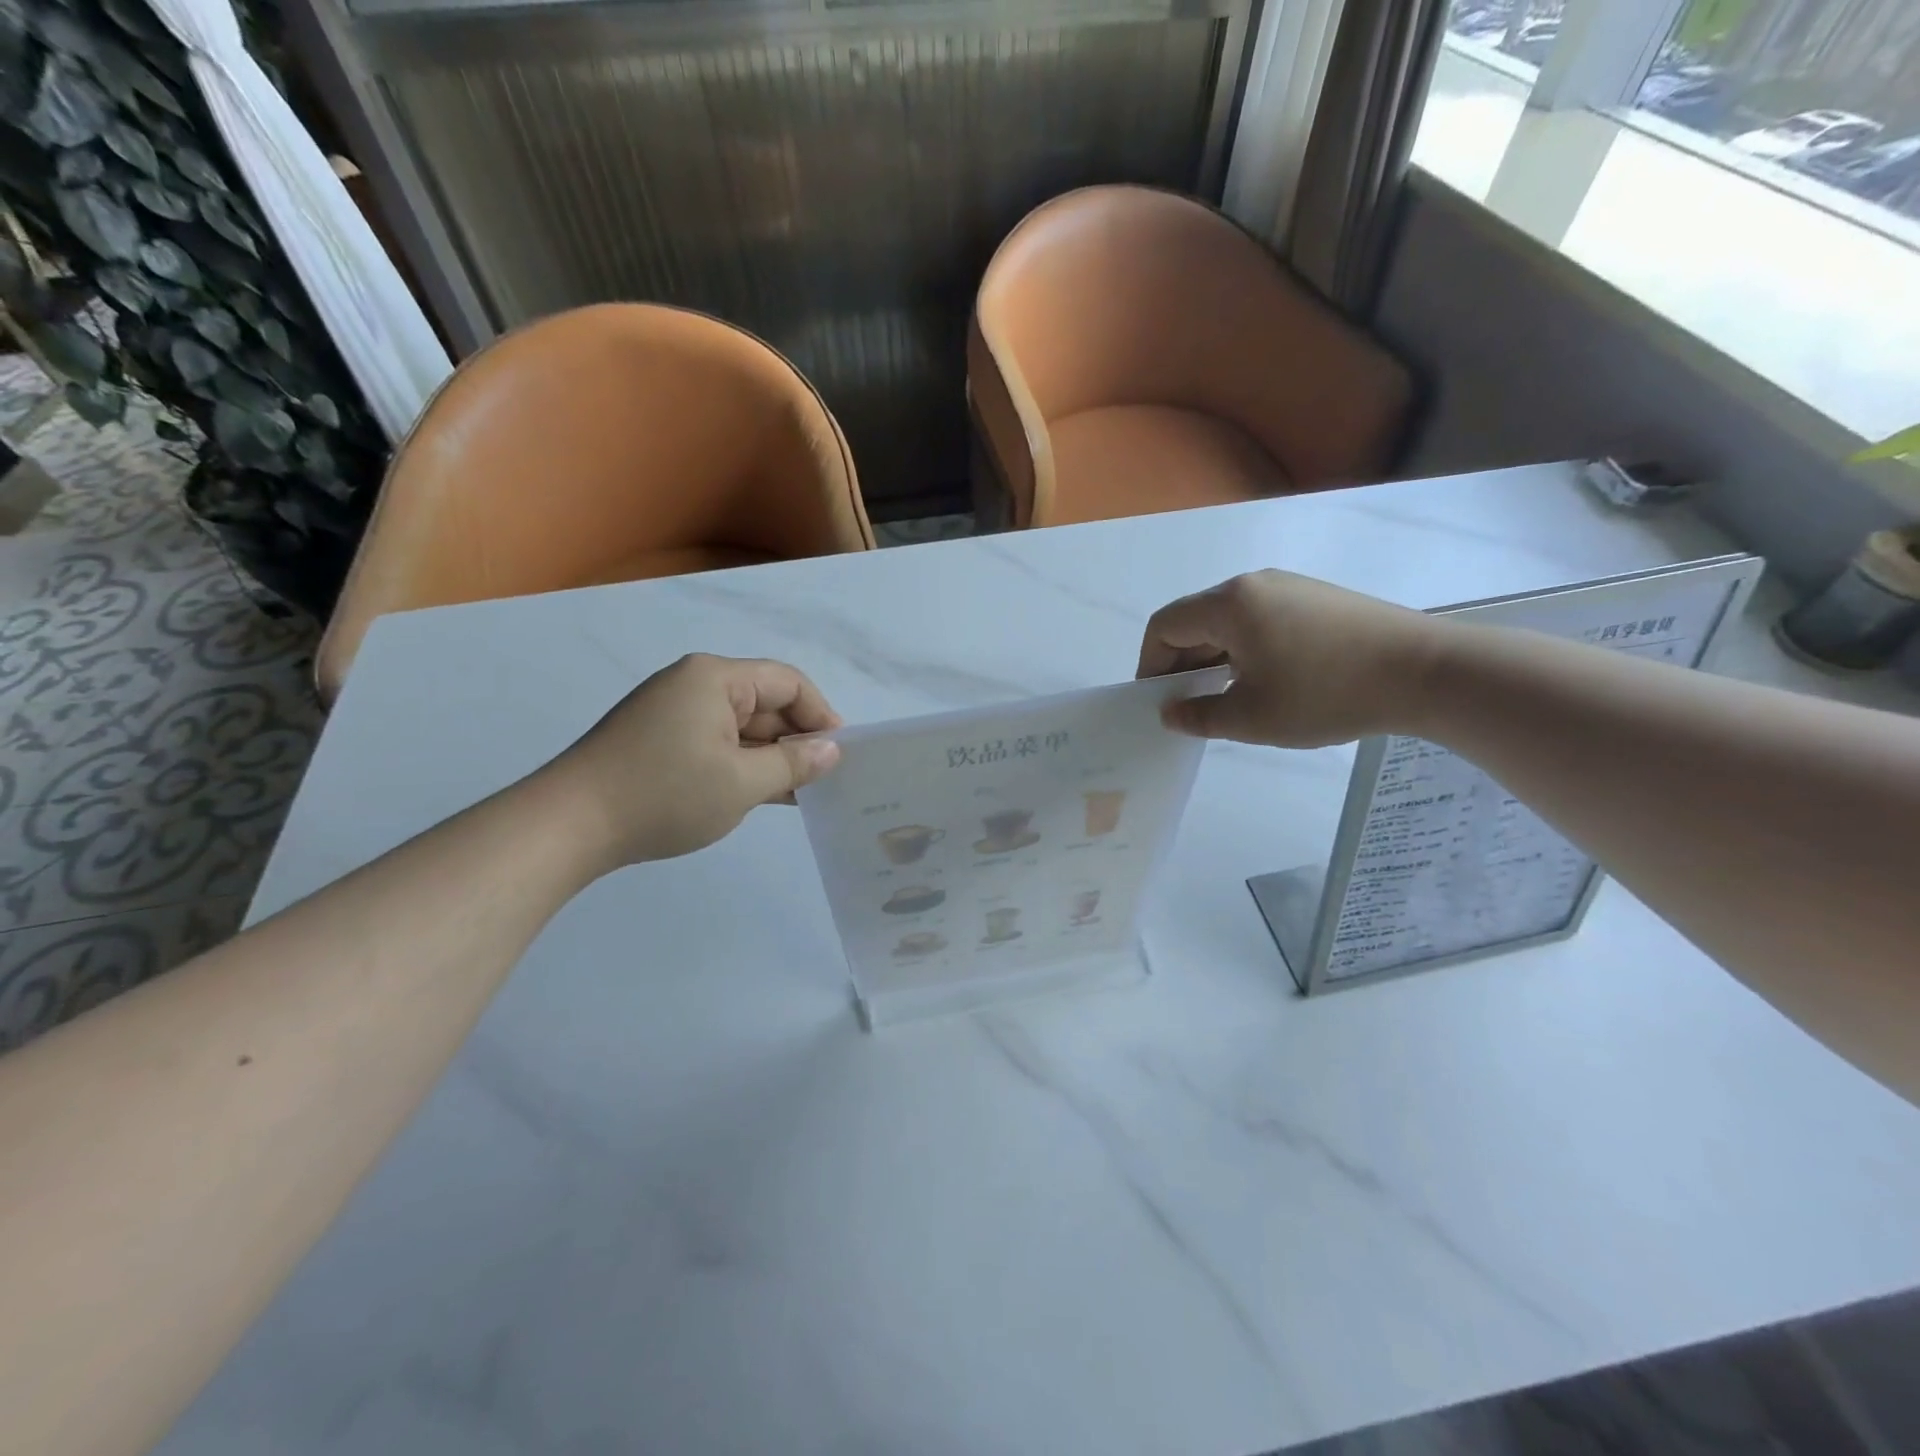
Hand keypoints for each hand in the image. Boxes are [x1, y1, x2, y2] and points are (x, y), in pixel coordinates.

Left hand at [544, 654, 842, 867]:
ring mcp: (673, 713)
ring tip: (799, 793)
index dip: (820, 714)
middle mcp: (694, 685)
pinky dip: (741, 765)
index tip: (840, 754)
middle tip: (823, 780)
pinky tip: (762, 795)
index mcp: (715, 678)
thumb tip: (832, 750)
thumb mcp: (742, 782)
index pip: (787, 682)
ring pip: (741, 727)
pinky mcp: (659, 740)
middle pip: (764, 702)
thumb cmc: (665, 794)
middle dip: (796, 739)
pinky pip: (716, 743)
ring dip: (770, 756)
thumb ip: (794, 763)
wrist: (569, 825)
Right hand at [1137, 570, 1444, 747]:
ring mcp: (1289, 587)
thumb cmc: (1326, 694)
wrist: (1426, 672)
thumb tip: (1171, 713)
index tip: (1160, 701)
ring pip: (1228, 620)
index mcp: (1229, 604)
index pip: (1165, 626)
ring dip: (1213, 657)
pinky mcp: (1316, 599)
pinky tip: (1266, 680)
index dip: (1151, 665)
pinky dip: (1244, 648)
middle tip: (1190, 705)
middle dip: (1182, 663)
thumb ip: (1199, 717)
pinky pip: (1259, 619)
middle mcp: (1253, 584)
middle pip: (1195, 619)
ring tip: (1227, 696)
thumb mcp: (1251, 717)